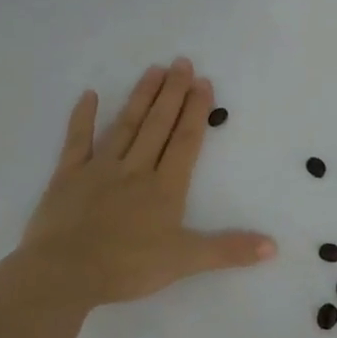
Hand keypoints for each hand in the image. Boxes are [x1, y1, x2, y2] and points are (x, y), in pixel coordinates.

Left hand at [17, 58, 275, 307]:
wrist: (62, 275)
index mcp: (165, 187)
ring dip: (141, 97)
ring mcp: (99, 170)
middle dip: (173, 93)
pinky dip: (82, 118)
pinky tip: (89, 95)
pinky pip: (77, 141)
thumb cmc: (126, 267)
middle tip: (182, 62)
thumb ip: (229, 250)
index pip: (186, 141)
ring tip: (154, 70)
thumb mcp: (185, 261)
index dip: (197, 111)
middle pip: (158, 125)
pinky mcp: (67, 177)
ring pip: (125, 126)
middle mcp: (136, 169)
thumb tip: (273, 246)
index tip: (204, 82)